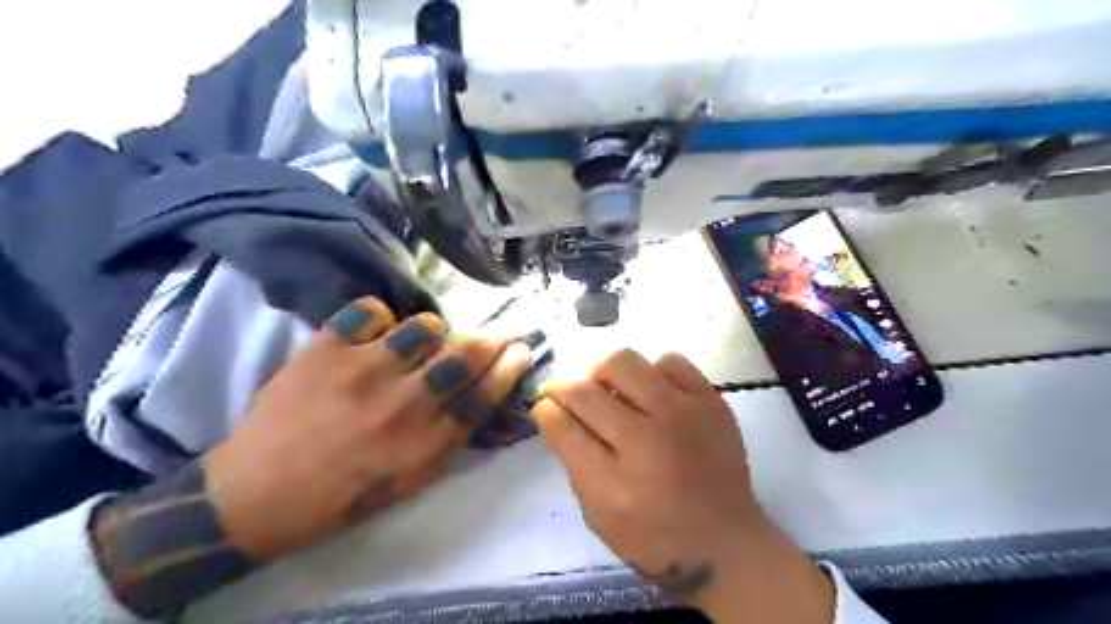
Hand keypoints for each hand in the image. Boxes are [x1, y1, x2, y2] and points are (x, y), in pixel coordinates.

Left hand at [210, 298, 537, 560]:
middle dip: (493, 337)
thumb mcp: (410, 480)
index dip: (510, 367)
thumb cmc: (345, 494)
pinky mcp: (326, 350)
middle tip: (499, 331)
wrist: (259, 494)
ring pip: (425, 326)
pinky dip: (379, 317)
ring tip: (419, 342)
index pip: (484, 394)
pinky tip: (372, 335)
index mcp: (425, 442)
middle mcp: (404, 404)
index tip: (521, 350)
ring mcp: (364, 371)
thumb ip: (449, 438)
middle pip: (466, 354)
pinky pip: (371, 309)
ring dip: (432, 332)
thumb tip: (480, 395)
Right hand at [532, 352, 833, 623]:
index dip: (545, 408)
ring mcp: (684, 415)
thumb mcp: (598, 515)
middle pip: (587, 388)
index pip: (563, 424)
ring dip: (605, 374)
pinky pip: (669, 361)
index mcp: (614, 483)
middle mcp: (648, 441)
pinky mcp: (711, 401)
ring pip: (624, 361)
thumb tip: (551, 411)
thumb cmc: (654, 536)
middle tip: (572, 397)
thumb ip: (572, 460)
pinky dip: (651, 371)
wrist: (726, 541)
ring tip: (611, 391)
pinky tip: (651, 391)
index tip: (544, 404)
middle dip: (566, 387)